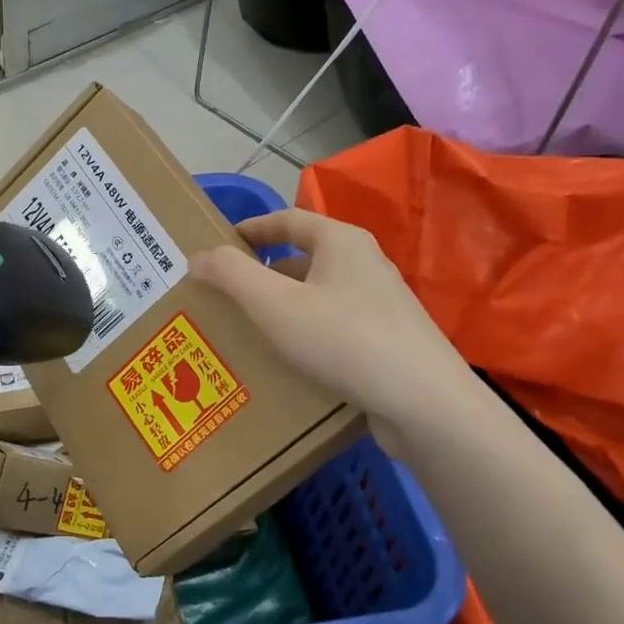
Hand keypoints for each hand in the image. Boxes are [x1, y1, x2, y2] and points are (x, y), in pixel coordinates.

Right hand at [190, 209, 477, 438]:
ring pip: (319, 293)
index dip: (251, 228)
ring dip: (284, 304)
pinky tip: (291, 359)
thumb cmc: (343, 340)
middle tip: (228, 293)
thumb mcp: (275, 304)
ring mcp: (382, 303)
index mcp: (341, 242)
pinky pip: (335, 323)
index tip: (220, 244)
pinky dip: (307, 330)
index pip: (288, 220)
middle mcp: (366, 263)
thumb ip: (232, 275)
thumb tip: (199, 256)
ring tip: (251, 328)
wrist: (424, 403)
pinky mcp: (389, 339)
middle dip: (264, 272)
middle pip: (304, 256)